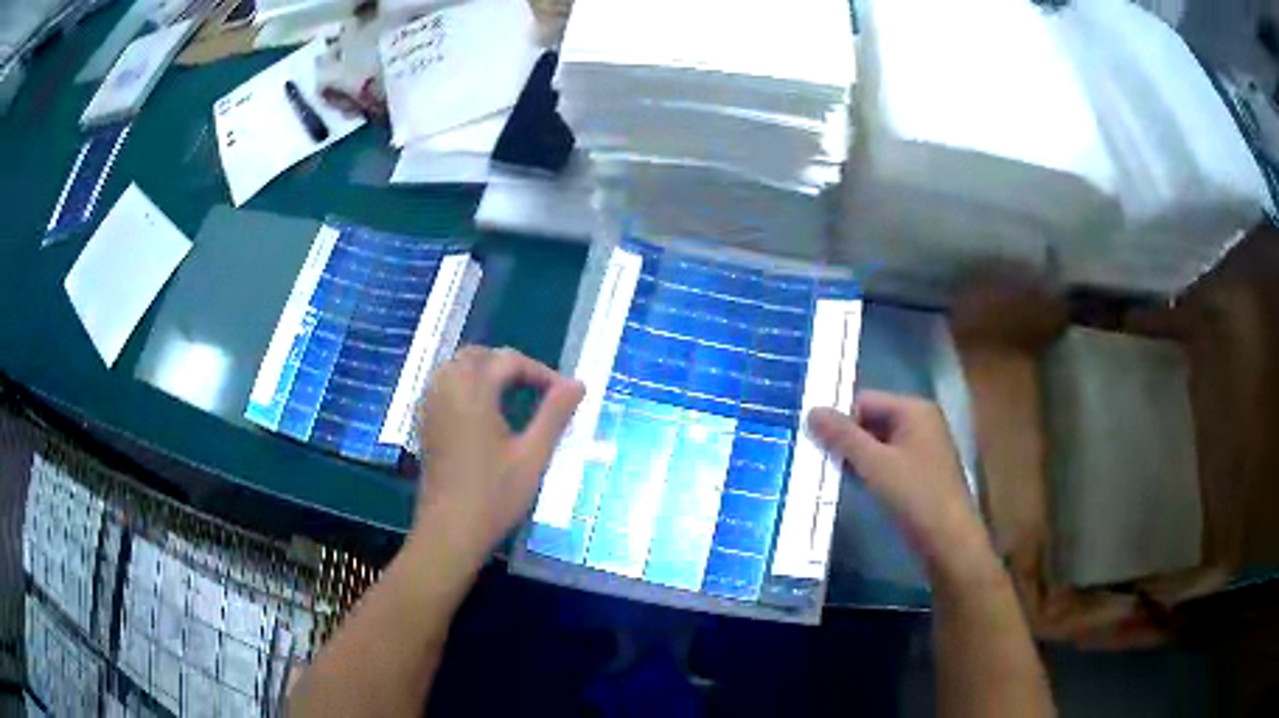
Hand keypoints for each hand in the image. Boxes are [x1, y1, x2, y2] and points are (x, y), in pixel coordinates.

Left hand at [410, 346, 584, 567]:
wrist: (450, 531)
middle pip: (477, 355)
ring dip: (484, 371)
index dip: (540, 371)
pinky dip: (464, 385)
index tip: (564, 394)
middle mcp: (447, 390)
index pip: (509, 361)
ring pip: (455, 367)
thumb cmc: (494, 495)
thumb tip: (578, 383)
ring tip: (512, 395)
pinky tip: (482, 412)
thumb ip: (555, 414)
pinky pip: (442, 386)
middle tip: (536, 389)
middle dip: (508, 364)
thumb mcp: (533, 456)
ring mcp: (431, 406)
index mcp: (474, 392)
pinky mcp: (425, 424)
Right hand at [808, 391, 991, 579]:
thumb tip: (811, 410)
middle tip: (814, 455)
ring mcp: (923, 448)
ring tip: (825, 471)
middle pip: (872, 420)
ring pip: (878, 443)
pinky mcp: (920, 473)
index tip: (811, 439)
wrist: (949, 540)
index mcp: (914, 410)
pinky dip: (869, 469)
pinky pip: (887, 461)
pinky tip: (850, 484)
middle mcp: (921, 422)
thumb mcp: (875, 464)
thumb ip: (843, 436)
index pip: (865, 400)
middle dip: (845, 438)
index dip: (839, 417)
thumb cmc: (915, 495)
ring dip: (855, 456)